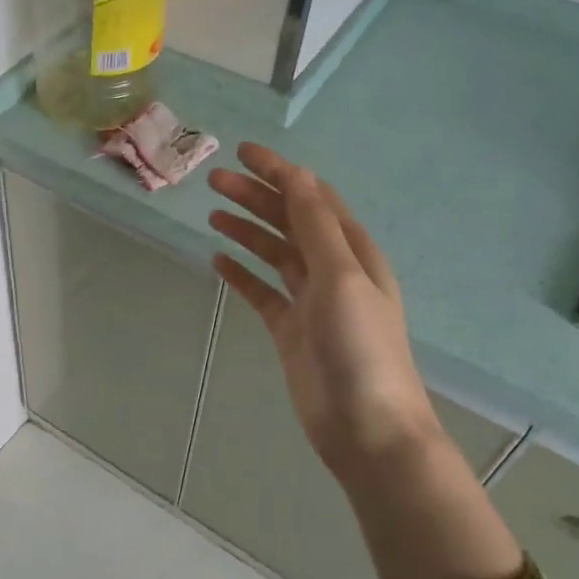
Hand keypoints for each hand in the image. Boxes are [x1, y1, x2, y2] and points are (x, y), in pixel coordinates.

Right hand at [208, 143, 439, 491]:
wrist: (366, 426)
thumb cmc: (360, 347)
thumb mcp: (341, 277)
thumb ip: (316, 226)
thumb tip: (297, 176)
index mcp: (352, 250)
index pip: (312, 197)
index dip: (279, 172)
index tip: (242, 152)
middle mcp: (332, 269)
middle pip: (289, 221)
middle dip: (255, 197)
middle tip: (214, 181)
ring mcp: (310, 301)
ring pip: (274, 253)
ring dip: (246, 230)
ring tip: (213, 213)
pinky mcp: (290, 330)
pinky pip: (262, 291)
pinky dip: (242, 274)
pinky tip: (219, 260)